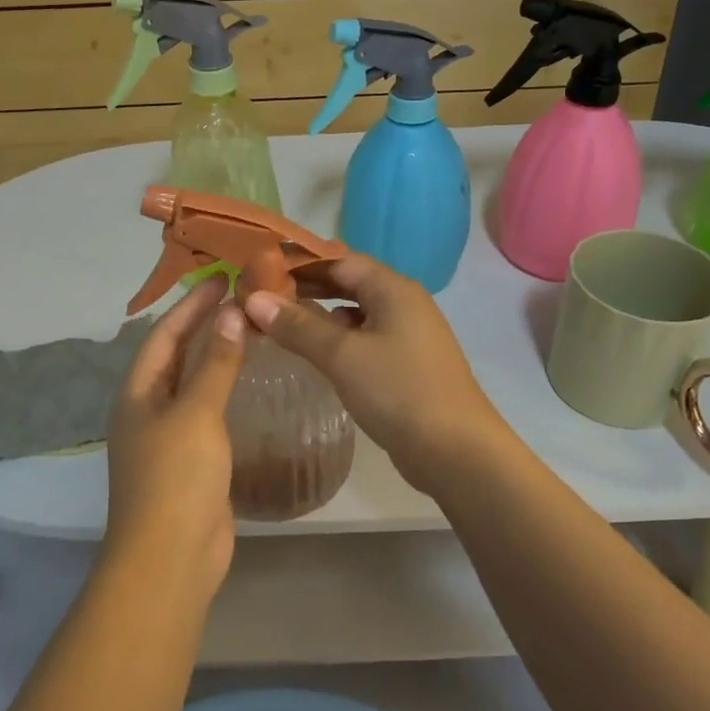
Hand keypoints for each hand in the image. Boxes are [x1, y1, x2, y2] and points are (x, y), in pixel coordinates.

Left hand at [104, 275, 246, 592]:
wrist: (171, 559)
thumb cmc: (176, 478)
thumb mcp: (197, 413)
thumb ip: (216, 364)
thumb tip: (230, 314)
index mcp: (138, 392)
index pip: (164, 334)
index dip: (191, 305)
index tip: (222, 279)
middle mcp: (148, 409)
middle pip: (176, 355)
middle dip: (204, 325)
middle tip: (241, 298)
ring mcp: (169, 437)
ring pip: (194, 383)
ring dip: (217, 356)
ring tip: (250, 330)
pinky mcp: (191, 460)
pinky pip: (208, 412)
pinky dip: (225, 390)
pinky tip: (250, 383)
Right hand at [242, 256, 510, 494]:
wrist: (456, 451)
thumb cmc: (398, 391)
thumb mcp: (342, 355)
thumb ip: (298, 326)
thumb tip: (254, 299)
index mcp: (393, 288)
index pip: (339, 259)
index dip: (299, 261)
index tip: (259, 267)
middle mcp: (403, 303)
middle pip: (348, 282)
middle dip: (306, 286)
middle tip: (261, 293)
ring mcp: (407, 334)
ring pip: (355, 312)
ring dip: (319, 313)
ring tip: (278, 319)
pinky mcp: (405, 363)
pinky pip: (364, 337)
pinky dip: (336, 337)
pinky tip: (314, 351)